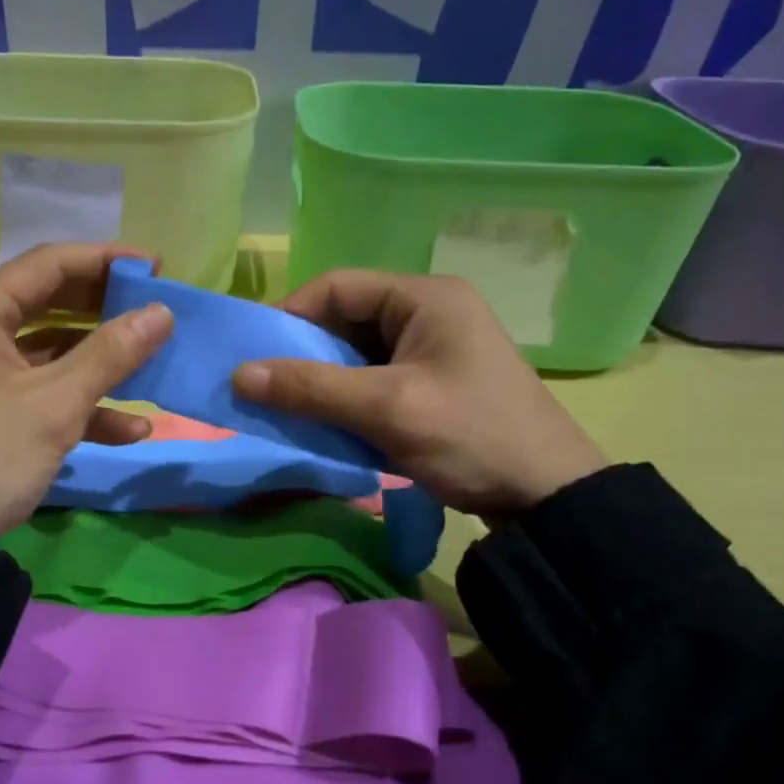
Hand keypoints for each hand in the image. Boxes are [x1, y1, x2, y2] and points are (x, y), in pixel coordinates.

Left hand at [0, 244, 173, 538]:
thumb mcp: (54, 404)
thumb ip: (110, 354)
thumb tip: (162, 312)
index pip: (50, 264)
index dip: (106, 260)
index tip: (156, 267)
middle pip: (52, 303)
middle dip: (107, 311)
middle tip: (157, 312)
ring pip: (52, 351)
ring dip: (102, 364)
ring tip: (154, 367)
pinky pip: (42, 391)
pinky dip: (82, 405)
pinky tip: (131, 429)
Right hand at [231, 271, 605, 516]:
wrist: (545, 496)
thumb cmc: (470, 437)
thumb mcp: (386, 409)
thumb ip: (311, 388)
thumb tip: (238, 375)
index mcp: (424, 297)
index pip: (336, 286)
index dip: (290, 316)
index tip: (256, 358)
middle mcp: (427, 312)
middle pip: (344, 318)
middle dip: (304, 353)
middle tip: (267, 389)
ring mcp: (431, 349)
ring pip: (355, 352)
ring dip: (322, 380)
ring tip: (290, 409)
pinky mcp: (430, 382)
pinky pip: (372, 379)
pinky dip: (344, 398)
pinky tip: (325, 424)